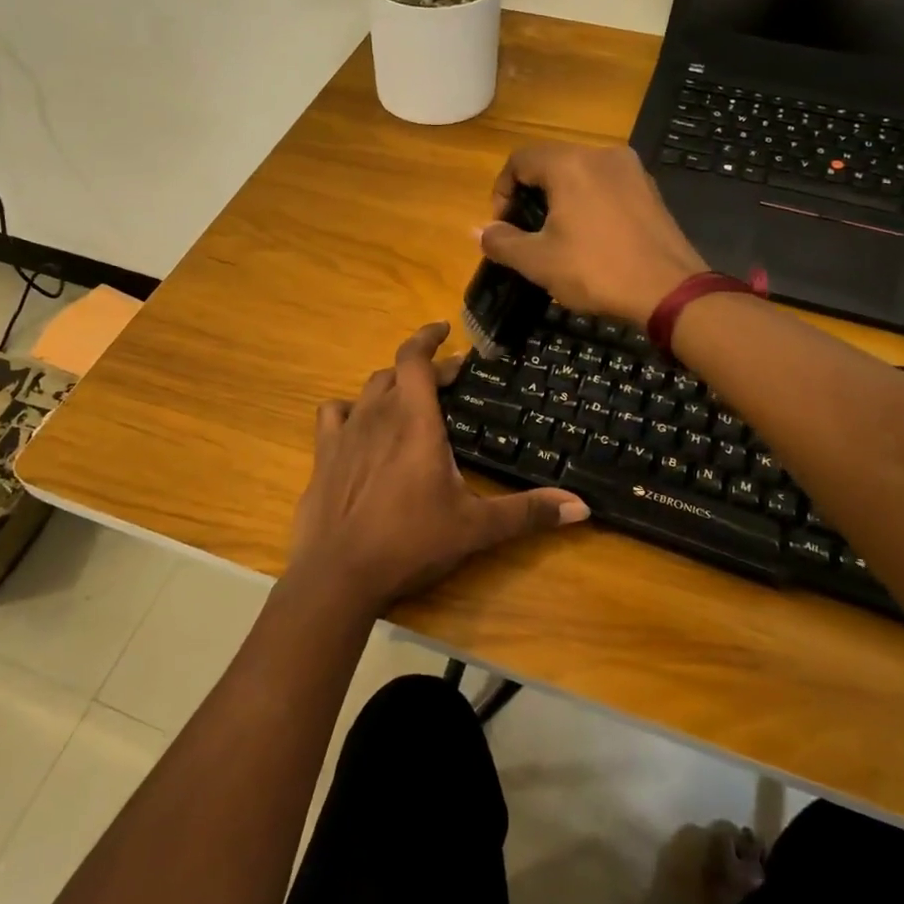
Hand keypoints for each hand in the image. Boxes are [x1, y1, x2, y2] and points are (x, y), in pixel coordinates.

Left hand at [289, 323, 588, 613]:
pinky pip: (333, 414)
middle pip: (396, 372)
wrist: (338, 574)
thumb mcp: (475, 528)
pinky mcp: (323, 455)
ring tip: (409, 399)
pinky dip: (350, 410)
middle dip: (423, 368)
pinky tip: (360, 425)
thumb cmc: (410, 542)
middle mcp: (377, 415)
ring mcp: (345, 433)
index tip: (444, 329)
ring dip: (389, 386)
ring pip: (367, 390)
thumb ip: (527, 513)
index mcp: (415, 421)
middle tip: (448, 380)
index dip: (427, 336)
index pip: (414, 357)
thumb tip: (581, 506)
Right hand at [479, 142, 706, 324]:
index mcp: (570, 164)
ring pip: (580, 174)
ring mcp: (631, 170)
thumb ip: (502, 242)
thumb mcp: (538, 262)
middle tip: (525, 233)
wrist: (669, 291)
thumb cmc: (596, 271)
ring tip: (556, 237)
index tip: (503, 226)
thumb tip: (479, 231)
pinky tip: (591, 238)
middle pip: (551, 163)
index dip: (501, 191)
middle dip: (530, 195)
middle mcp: (601, 154)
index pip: (519, 160)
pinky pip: (606, 186)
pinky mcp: (650, 189)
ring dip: (559, 199)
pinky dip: (588, 203)